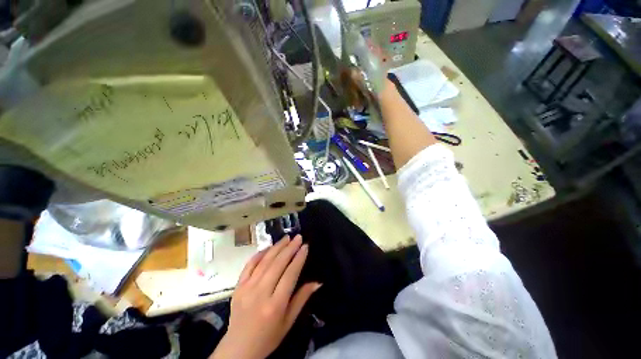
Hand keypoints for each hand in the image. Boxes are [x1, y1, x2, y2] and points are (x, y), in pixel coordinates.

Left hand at [210, 235, 320, 358]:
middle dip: (290, 248)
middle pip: (278, 264)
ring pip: (264, 261)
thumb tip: (318, 282)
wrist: (238, 349)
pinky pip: (249, 266)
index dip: (299, 258)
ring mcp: (247, 288)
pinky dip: (259, 254)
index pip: (290, 274)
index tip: (305, 246)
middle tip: (298, 237)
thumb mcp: (289, 322)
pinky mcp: (238, 287)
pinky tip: (267, 247)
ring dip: (276, 247)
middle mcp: (261, 293)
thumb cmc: (268, 337)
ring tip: (286, 237)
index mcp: (275, 305)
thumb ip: (302, 298)